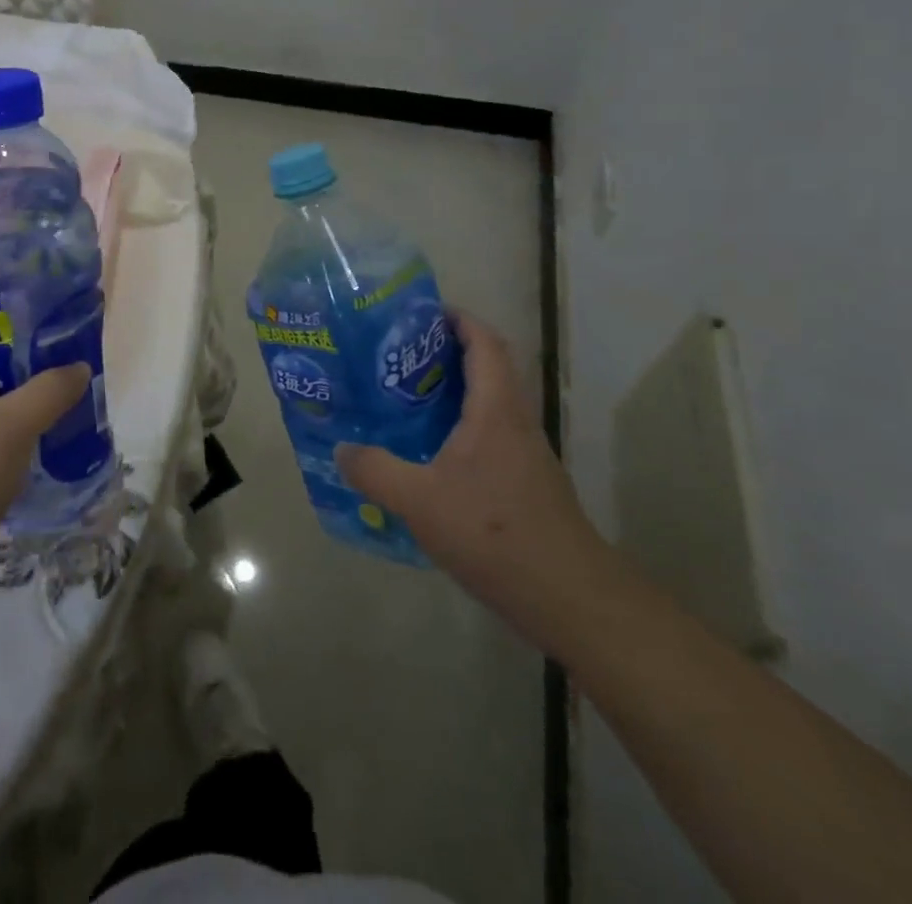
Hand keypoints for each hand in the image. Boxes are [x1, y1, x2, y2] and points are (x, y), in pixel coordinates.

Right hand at [336, 312, 608, 648]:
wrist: (569, 598)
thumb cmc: (495, 533)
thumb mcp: (420, 500)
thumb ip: (376, 470)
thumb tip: (341, 450)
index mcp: (496, 410)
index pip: (485, 343)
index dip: (458, 319)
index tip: (421, 313)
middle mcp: (516, 423)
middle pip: (489, 368)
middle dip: (446, 353)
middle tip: (398, 356)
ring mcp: (526, 456)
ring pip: (490, 405)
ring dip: (453, 393)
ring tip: (405, 399)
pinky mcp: (526, 485)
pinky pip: (490, 438)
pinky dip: (461, 429)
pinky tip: (429, 456)